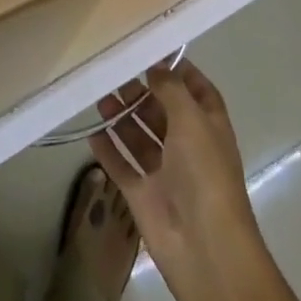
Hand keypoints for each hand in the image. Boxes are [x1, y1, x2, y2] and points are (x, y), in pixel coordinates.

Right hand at [89, 60, 266, 297]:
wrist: (203, 247)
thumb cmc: (204, 174)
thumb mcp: (192, 120)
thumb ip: (171, 90)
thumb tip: (156, 66)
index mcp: (209, 126)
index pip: (196, 90)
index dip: (178, 72)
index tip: (151, 53)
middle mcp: (188, 145)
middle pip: (162, 111)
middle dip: (141, 93)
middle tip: (114, 75)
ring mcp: (165, 172)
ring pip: (140, 137)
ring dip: (122, 117)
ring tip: (99, 97)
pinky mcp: (143, 195)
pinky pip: (122, 166)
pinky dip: (108, 150)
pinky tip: (92, 132)